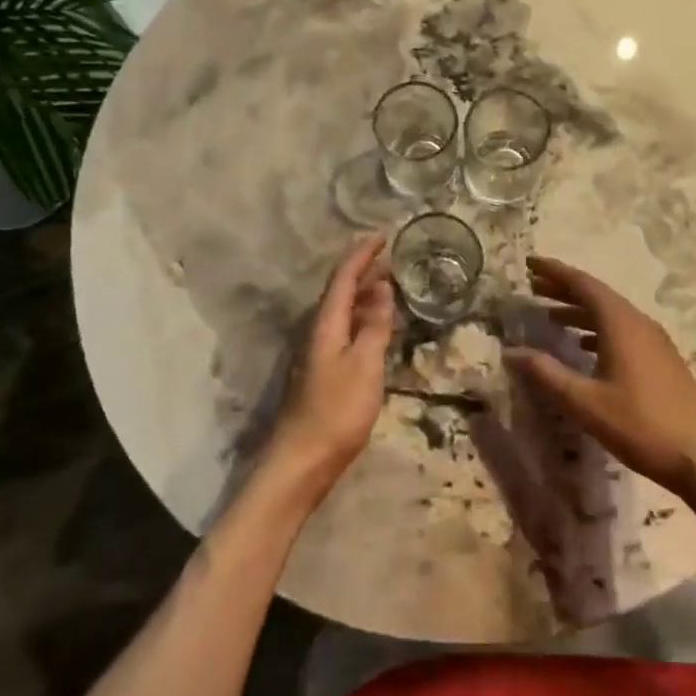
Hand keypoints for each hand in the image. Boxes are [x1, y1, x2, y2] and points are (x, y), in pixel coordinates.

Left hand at [265, 233, 396, 501]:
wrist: (303, 461)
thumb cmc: (337, 410)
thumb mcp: (364, 365)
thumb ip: (374, 326)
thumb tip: (383, 288)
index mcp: (326, 324)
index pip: (343, 277)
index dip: (362, 254)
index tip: (383, 234)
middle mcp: (319, 331)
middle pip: (341, 290)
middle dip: (364, 269)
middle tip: (392, 255)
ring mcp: (320, 352)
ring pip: (344, 310)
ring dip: (365, 292)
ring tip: (389, 282)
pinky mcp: (326, 372)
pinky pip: (347, 329)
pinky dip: (364, 317)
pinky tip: (377, 325)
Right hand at [504, 255, 695, 499]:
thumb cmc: (640, 425)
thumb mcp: (585, 402)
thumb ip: (547, 373)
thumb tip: (511, 352)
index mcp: (621, 324)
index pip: (583, 284)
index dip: (555, 271)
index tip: (530, 262)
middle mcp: (639, 323)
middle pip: (597, 295)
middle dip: (564, 288)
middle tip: (533, 286)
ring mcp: (654, 341)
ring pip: (611, 314)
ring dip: (580, 310)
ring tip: (550, 316)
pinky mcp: (662, 360)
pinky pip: (623, 330)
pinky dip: (597, 329)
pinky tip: (584, 347)